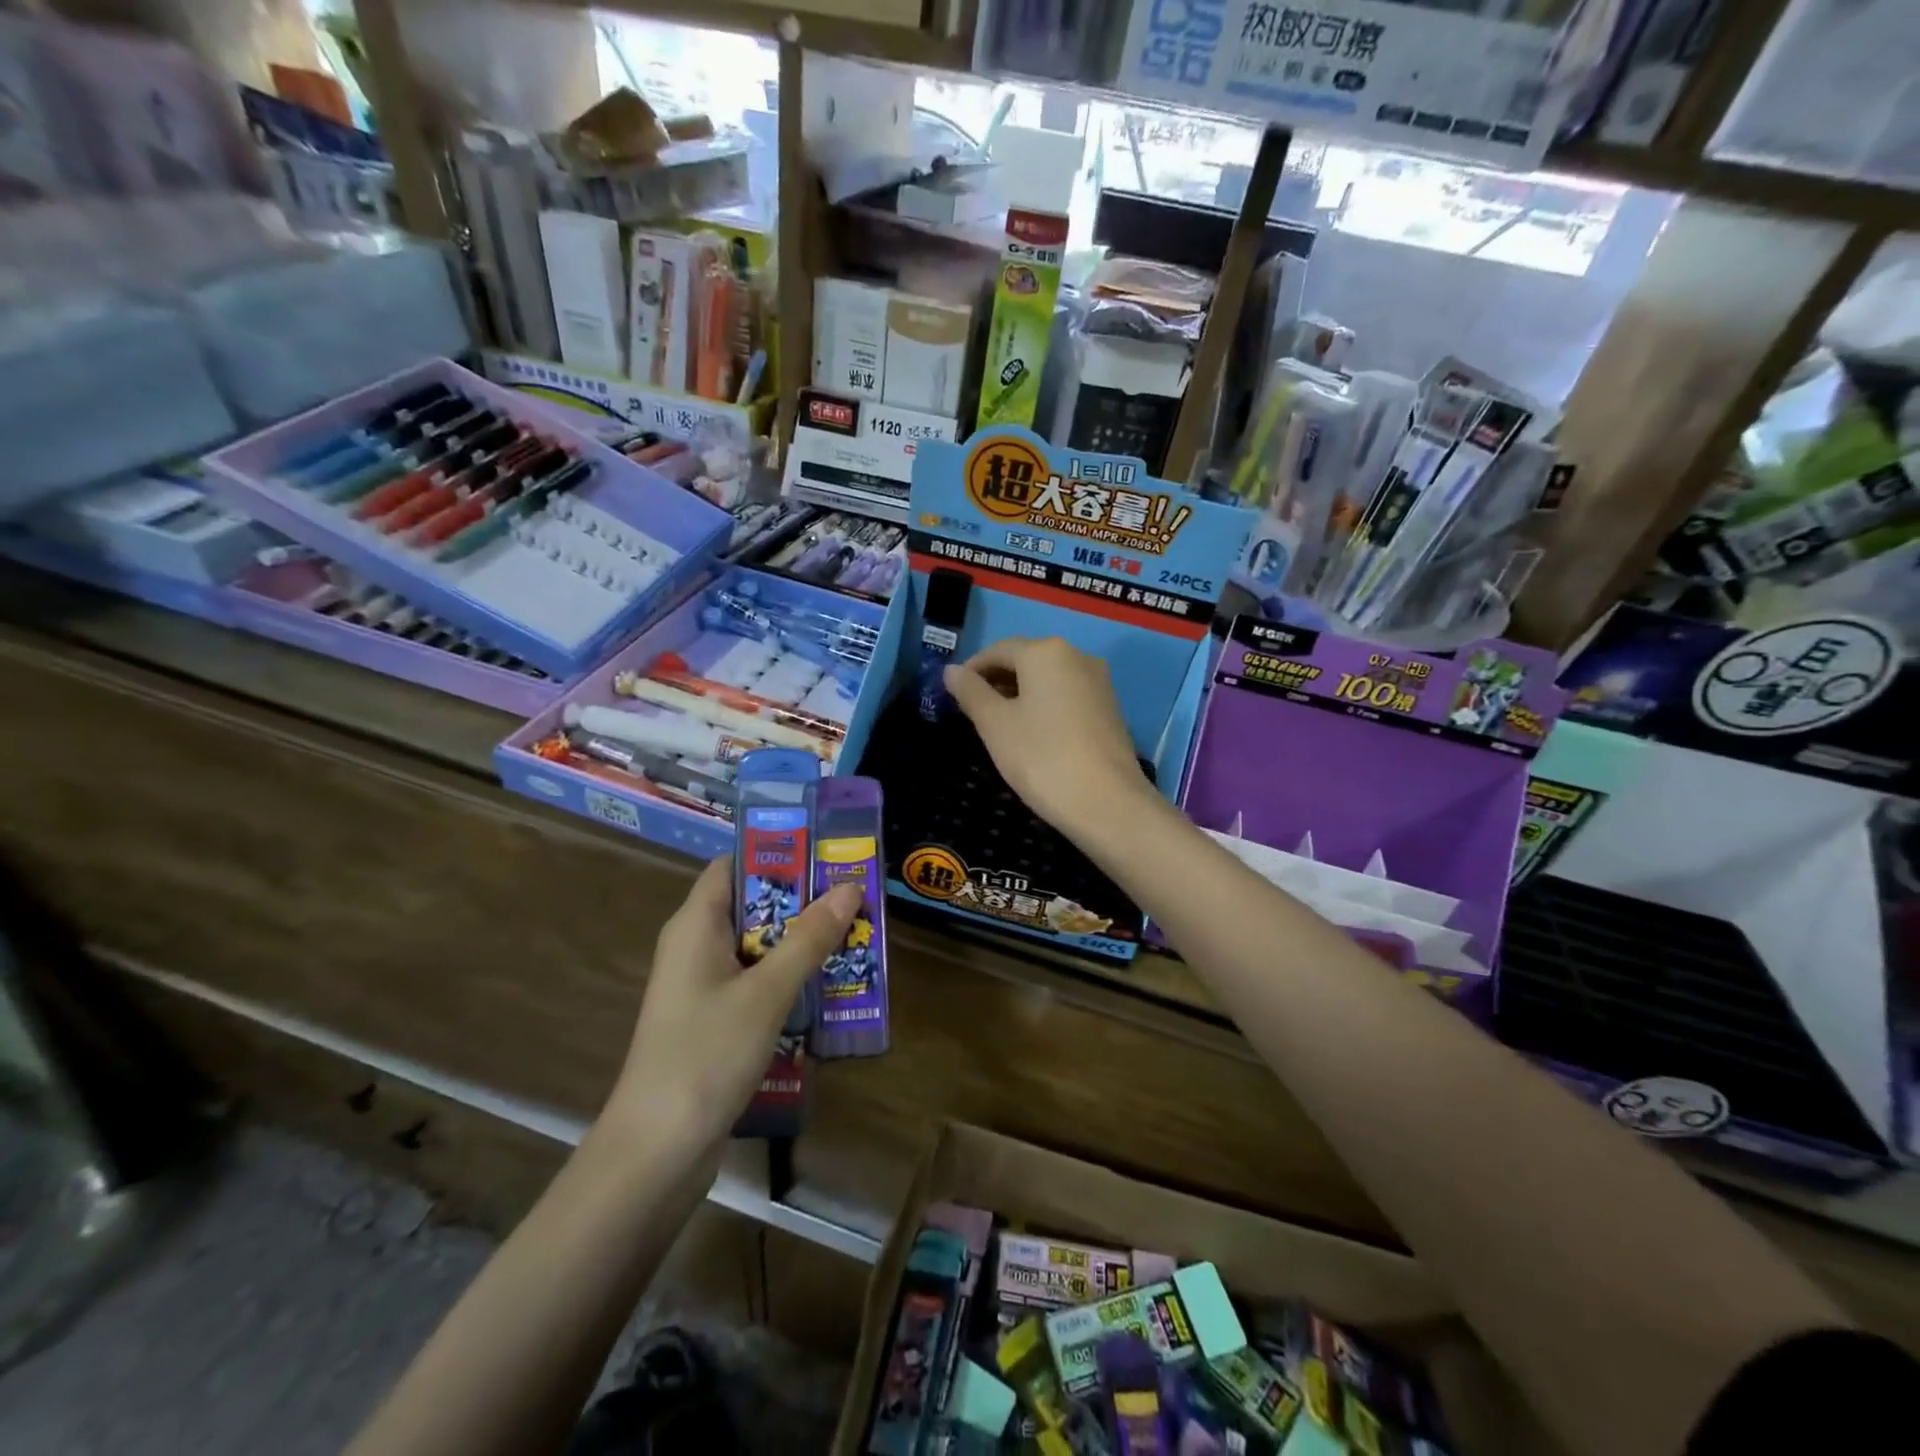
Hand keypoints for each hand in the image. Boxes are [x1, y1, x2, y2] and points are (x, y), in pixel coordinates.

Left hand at [601, 857, 860, 1161]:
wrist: (656, 1152)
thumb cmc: (706, 1054)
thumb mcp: (766, 992)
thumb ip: (808, 939)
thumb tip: (849, 886)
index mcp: (695, 925)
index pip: (733, 865)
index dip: (777, 854)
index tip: (826, 854)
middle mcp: (694, 947)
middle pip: (751, 905)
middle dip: (801, 901)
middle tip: (853, 898)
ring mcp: (701, 987)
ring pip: (757, 947)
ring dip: (800, 943)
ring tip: (853, 938)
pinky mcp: (711, 1021)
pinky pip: (754, 983)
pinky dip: (787, 979)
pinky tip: (827, 989)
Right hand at [943, 637, 1154, 838]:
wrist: (1107, 803)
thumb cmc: (1042, 758)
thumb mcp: (995, 725)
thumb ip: (970, 692)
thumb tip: (951, 670)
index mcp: (1045, 651)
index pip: (997, 650)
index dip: (971, 671)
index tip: (953, 696)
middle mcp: (1076, 655)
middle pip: (1025, 660)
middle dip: (996, 681)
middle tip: (972, 713)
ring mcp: (1098, 681)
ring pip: (1047, 679)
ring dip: (1020, 694)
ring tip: (999, 725)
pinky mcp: (1110, 707)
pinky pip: (1067, 695)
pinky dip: (1044, 705)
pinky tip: (1033, 734)